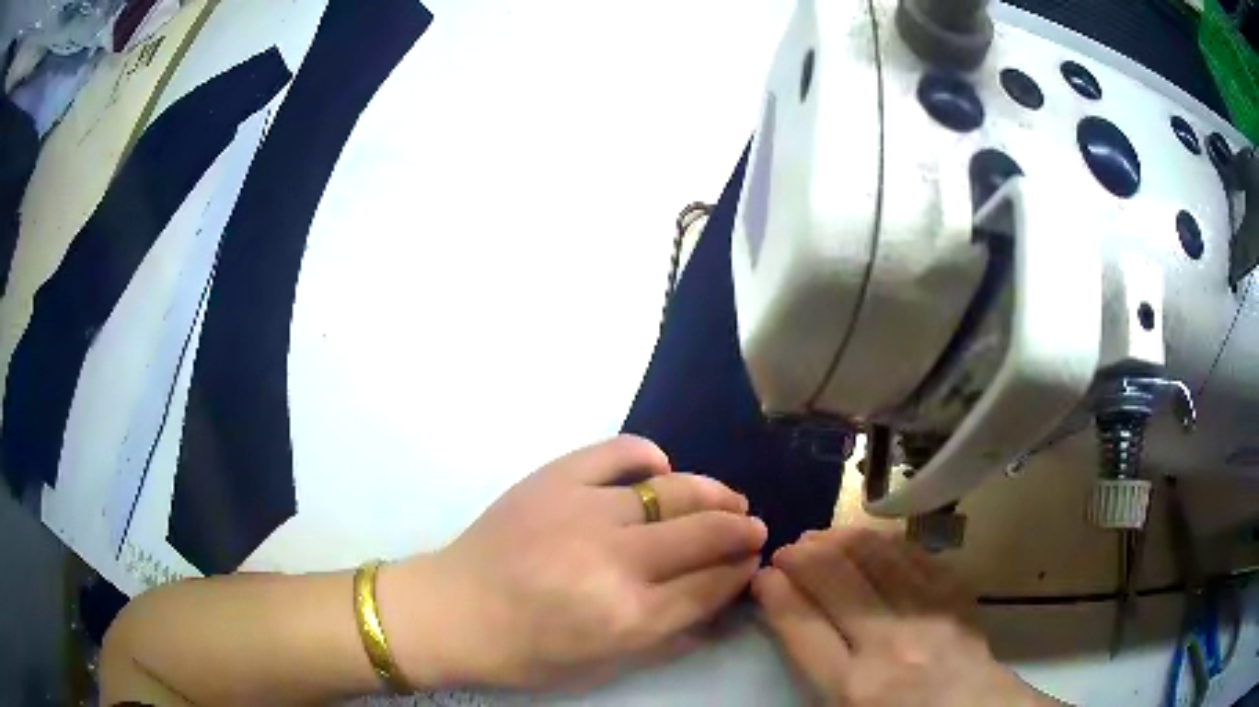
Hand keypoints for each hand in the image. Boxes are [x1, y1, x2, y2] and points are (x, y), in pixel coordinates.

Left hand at [379, 435, 766, 688]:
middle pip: (705, 533)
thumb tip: (720, 599)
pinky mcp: (554, 479)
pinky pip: (618, 452)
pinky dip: (648, 455)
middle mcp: (616, 560)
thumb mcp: (603, 664)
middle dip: (741, 529)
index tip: (752, 560)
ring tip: (727, 497)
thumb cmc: (527, 651)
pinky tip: (661, 468)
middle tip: (753, 526)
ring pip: (672, 490)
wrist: (452, 610)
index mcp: (629, 616)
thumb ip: (668, 632)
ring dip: (712, 492)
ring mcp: (584, 511)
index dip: (741, 570)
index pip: (711, 584)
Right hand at [753, 528, 1057, 706]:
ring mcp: (929, 615)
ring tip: (822, 536)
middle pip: (836, 580)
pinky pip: (916, 557)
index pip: (802, 626)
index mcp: (854, 688)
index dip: (776, 594)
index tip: (763, 577)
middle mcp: (890, 644)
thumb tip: (794, 622)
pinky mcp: (956, 598)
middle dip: (802, 556)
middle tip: (787, 549)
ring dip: (841, 539)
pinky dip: (886, 544)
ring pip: (877, 558)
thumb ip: (818, 674)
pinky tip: (871, 541)